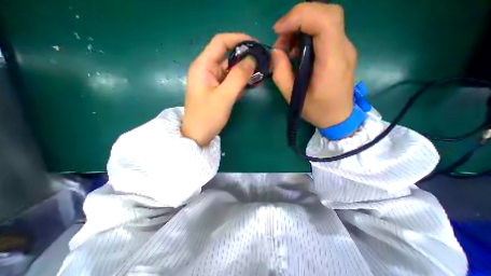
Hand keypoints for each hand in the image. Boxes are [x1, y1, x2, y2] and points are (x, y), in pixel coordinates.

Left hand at [181, 32, 256, 145]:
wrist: (198, 135)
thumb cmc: (207, 117)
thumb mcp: (224, 97)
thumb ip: (238, 77)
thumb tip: (252, 59)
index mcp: (203, 66)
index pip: (220, 42)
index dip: (238, 39)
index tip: (256, 44)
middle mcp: (206, 69)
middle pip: (226, 55)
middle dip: (244, 56)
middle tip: (261, 61)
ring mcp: (211, 80)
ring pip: (230, 68)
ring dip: (244, 69)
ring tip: (259, 72)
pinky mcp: (216, 89)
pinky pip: (229, 79)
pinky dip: (240, 80)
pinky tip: (250, 84)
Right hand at [273, 3, 356, 127]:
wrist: (339, 117)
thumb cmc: (316, 111)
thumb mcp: (292, 96)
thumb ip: (281, 73)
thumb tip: (276, 51)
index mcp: (332, 62)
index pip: (324, 21)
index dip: (299, 17)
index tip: (278, 30)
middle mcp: (343, 49)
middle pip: (327, 13)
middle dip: (299, 18)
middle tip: (281, 38)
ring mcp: (345, 48)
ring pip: (326, 20)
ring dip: (302, 26)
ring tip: (287, 47)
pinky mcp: (341, 51)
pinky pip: (325, 32)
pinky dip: (307, 34)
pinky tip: (297, 51)